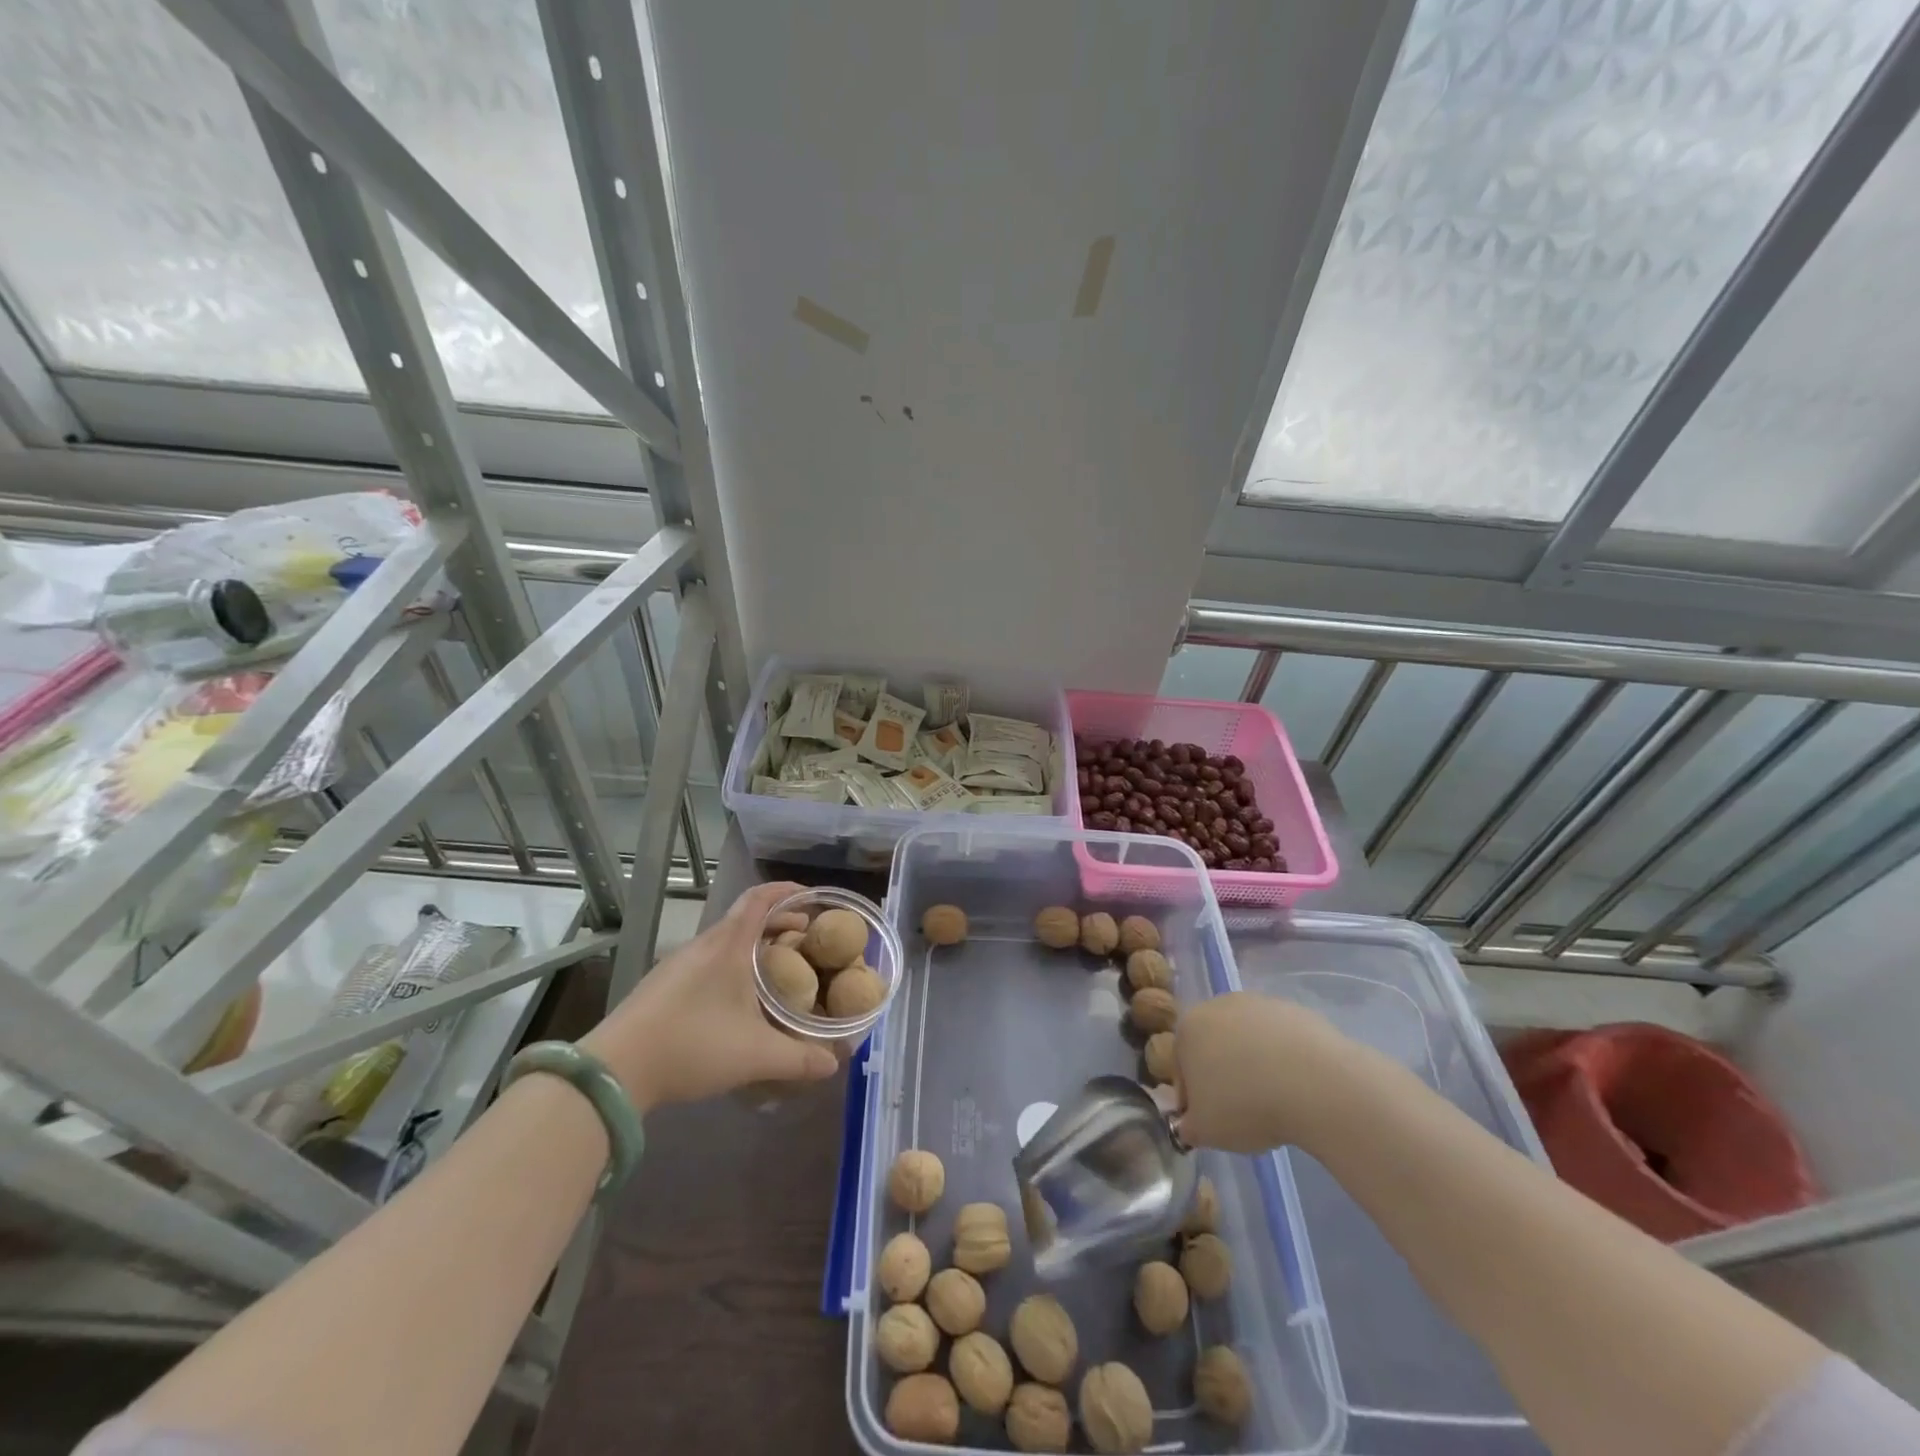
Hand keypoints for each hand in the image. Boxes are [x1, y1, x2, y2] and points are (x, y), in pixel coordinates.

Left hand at [581, 881, 838, 1110]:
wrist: (614, 1071)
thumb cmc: (691, 1046)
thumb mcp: (755, 1055)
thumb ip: (799, 1058)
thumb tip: (834, 1062)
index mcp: (728, 945)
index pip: (760, 898)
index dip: (787, 891)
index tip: (812, 898)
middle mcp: (703, 945)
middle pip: (745, 918)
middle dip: (778, 924)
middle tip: (805, 942)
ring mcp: (677, 964)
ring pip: (725, 941)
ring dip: (754, 946)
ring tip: (776, 971)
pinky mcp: (662, 985)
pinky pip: (707, 960)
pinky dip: (732, 963)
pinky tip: (737, 999)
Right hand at [1173, 992, 1354, 1152]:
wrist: (1315, 1084)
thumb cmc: (1245, 1105)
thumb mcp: (1205, 1131)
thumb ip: (1188, 1127)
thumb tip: (1189, 1125)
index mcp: (1188, 1028)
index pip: (1182, 1067)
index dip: (1193, 1099)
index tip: (1210, 1123)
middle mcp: (1218, 1005)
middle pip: (1215, 1047)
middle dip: (1223, 1076)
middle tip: (1242, 1112)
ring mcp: (1259, 1004)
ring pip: (1249, 1041)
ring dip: (1255, 1067)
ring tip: (1275, 1103)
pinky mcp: (1295, 1011)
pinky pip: (1282, 1041)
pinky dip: (1285, 1061)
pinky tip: (1299, 1089)